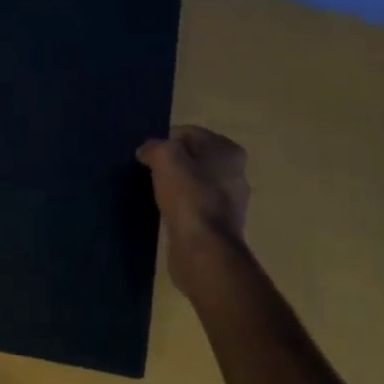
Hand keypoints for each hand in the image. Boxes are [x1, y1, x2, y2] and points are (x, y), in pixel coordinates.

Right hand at [137, 126, 251, 293]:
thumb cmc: (189, 196)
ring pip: (194, 183)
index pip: (189, 134)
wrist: (203, 249)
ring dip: (176, 186)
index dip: (166, 140)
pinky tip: (165, 212)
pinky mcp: (219, 226)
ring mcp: (231, 202)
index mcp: (229, 151)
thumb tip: (147, 151)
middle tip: (149, 172)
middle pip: (194, 158)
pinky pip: (194, 207)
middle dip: (172, 163)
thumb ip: (155, 147)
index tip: (148, 155)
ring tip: (155, 192)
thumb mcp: (165, 158)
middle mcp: (236, 174)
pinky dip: (180, 207)